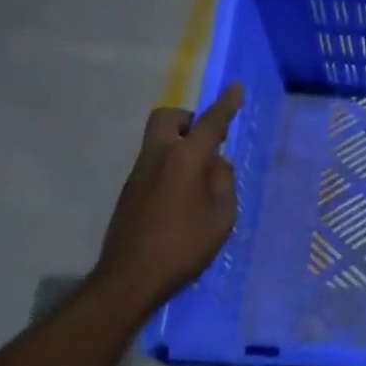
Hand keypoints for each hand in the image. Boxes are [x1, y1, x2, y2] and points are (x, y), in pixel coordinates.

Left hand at [90, 84, 243, 315]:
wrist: (130, 277)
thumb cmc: (184, 245)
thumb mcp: (221, 215)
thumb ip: (223, 181)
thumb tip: (216, 162)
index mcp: (185, 158)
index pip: (210, 123)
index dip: (225, 105)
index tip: (236, 88)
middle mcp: (158, 156)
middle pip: (168, 118)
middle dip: (189, 119)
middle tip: (208, 140)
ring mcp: (139, 172)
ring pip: (159, 140)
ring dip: (179, 143)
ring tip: (201, 176)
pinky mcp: (129, 190)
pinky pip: (154, 161)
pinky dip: (171, 164)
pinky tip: (183, 195)